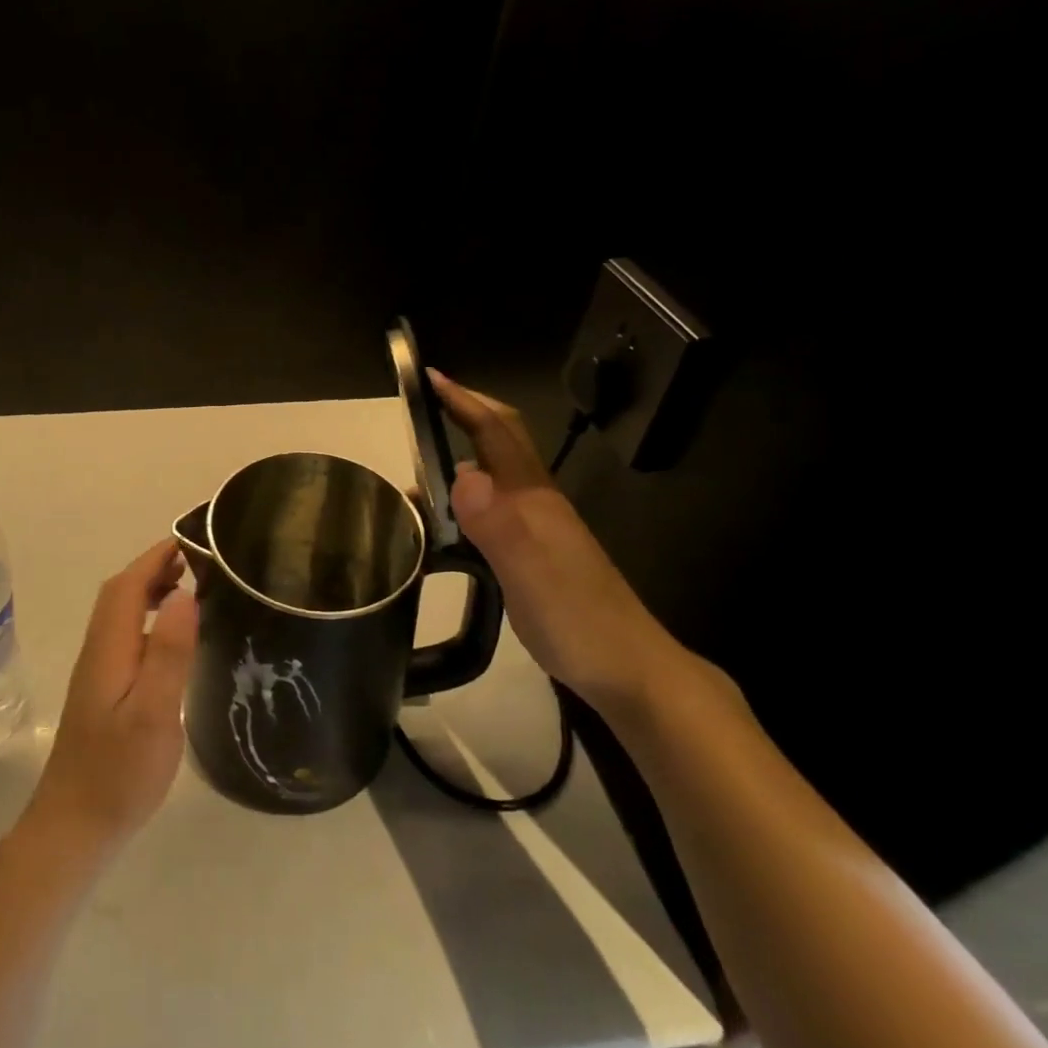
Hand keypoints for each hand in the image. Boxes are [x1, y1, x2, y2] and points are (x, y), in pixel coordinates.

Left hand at [23, 539, 199, 856]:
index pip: (127, 585)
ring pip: (119, 614)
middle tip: (198, 561)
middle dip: (154, 567)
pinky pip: (124, 635)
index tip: (191, 540)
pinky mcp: (101, 691)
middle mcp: (98, 651)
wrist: (73, 827)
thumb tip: (183, 593)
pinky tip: (169, 638)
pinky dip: (146, 618)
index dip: (156, 558)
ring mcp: (96, 672)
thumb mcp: (153, 714)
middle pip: (119, 594)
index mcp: (109, 649)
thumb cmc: (118, 774)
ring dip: (149, 590)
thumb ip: (167, 653)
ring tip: (190, 588)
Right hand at [429, 368, 682, 711]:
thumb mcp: (530, 573)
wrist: (631, 670)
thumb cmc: (579, 620)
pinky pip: (493, 508)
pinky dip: (462, 501)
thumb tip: (460, 473)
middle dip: (464, 416)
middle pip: (500, 443)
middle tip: (417, 417)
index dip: (464, 402)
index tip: (429, 378)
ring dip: (458, 460)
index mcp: (533, 498)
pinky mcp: (535, 552)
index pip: (496, 433)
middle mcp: (536, 502)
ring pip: (495, 475)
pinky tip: (445, 524)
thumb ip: (497, 524)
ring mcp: (539, 527)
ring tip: (416, 476)